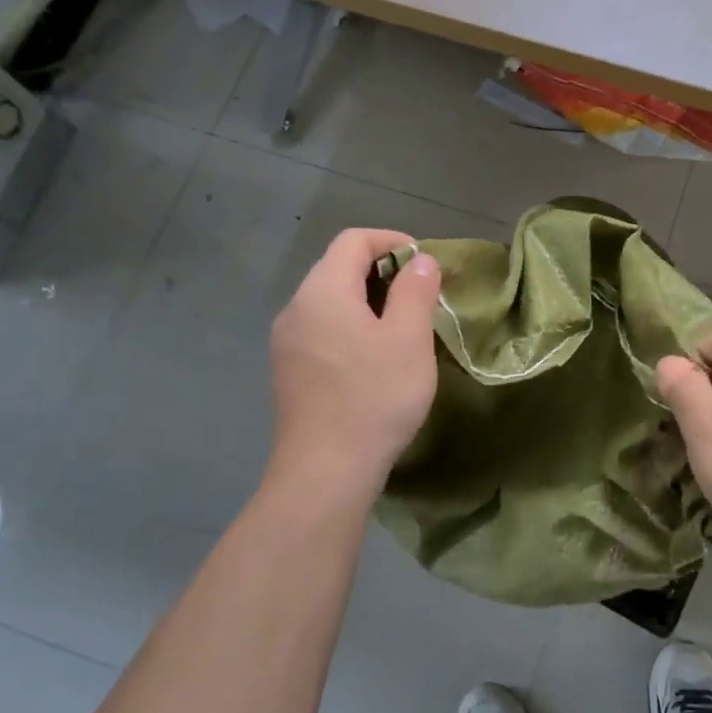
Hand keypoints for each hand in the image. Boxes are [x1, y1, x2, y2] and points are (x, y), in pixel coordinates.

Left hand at [268, 229, 441, 485]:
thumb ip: (415, 290)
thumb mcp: (408, 339)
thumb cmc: (374, 398)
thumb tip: (419, 260)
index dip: (392, 241)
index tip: (425, 263)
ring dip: (366, 301)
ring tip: (401, 327)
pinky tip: (372, 359)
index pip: (353, 240)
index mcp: (322, 291)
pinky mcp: (288, 371)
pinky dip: (349, 327)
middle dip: (381, 271)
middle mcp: (296, 308)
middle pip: (337, 267)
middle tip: (420, 296)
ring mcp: (286, 342)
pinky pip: (321, 330)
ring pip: (329, 301)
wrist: (324, 472)